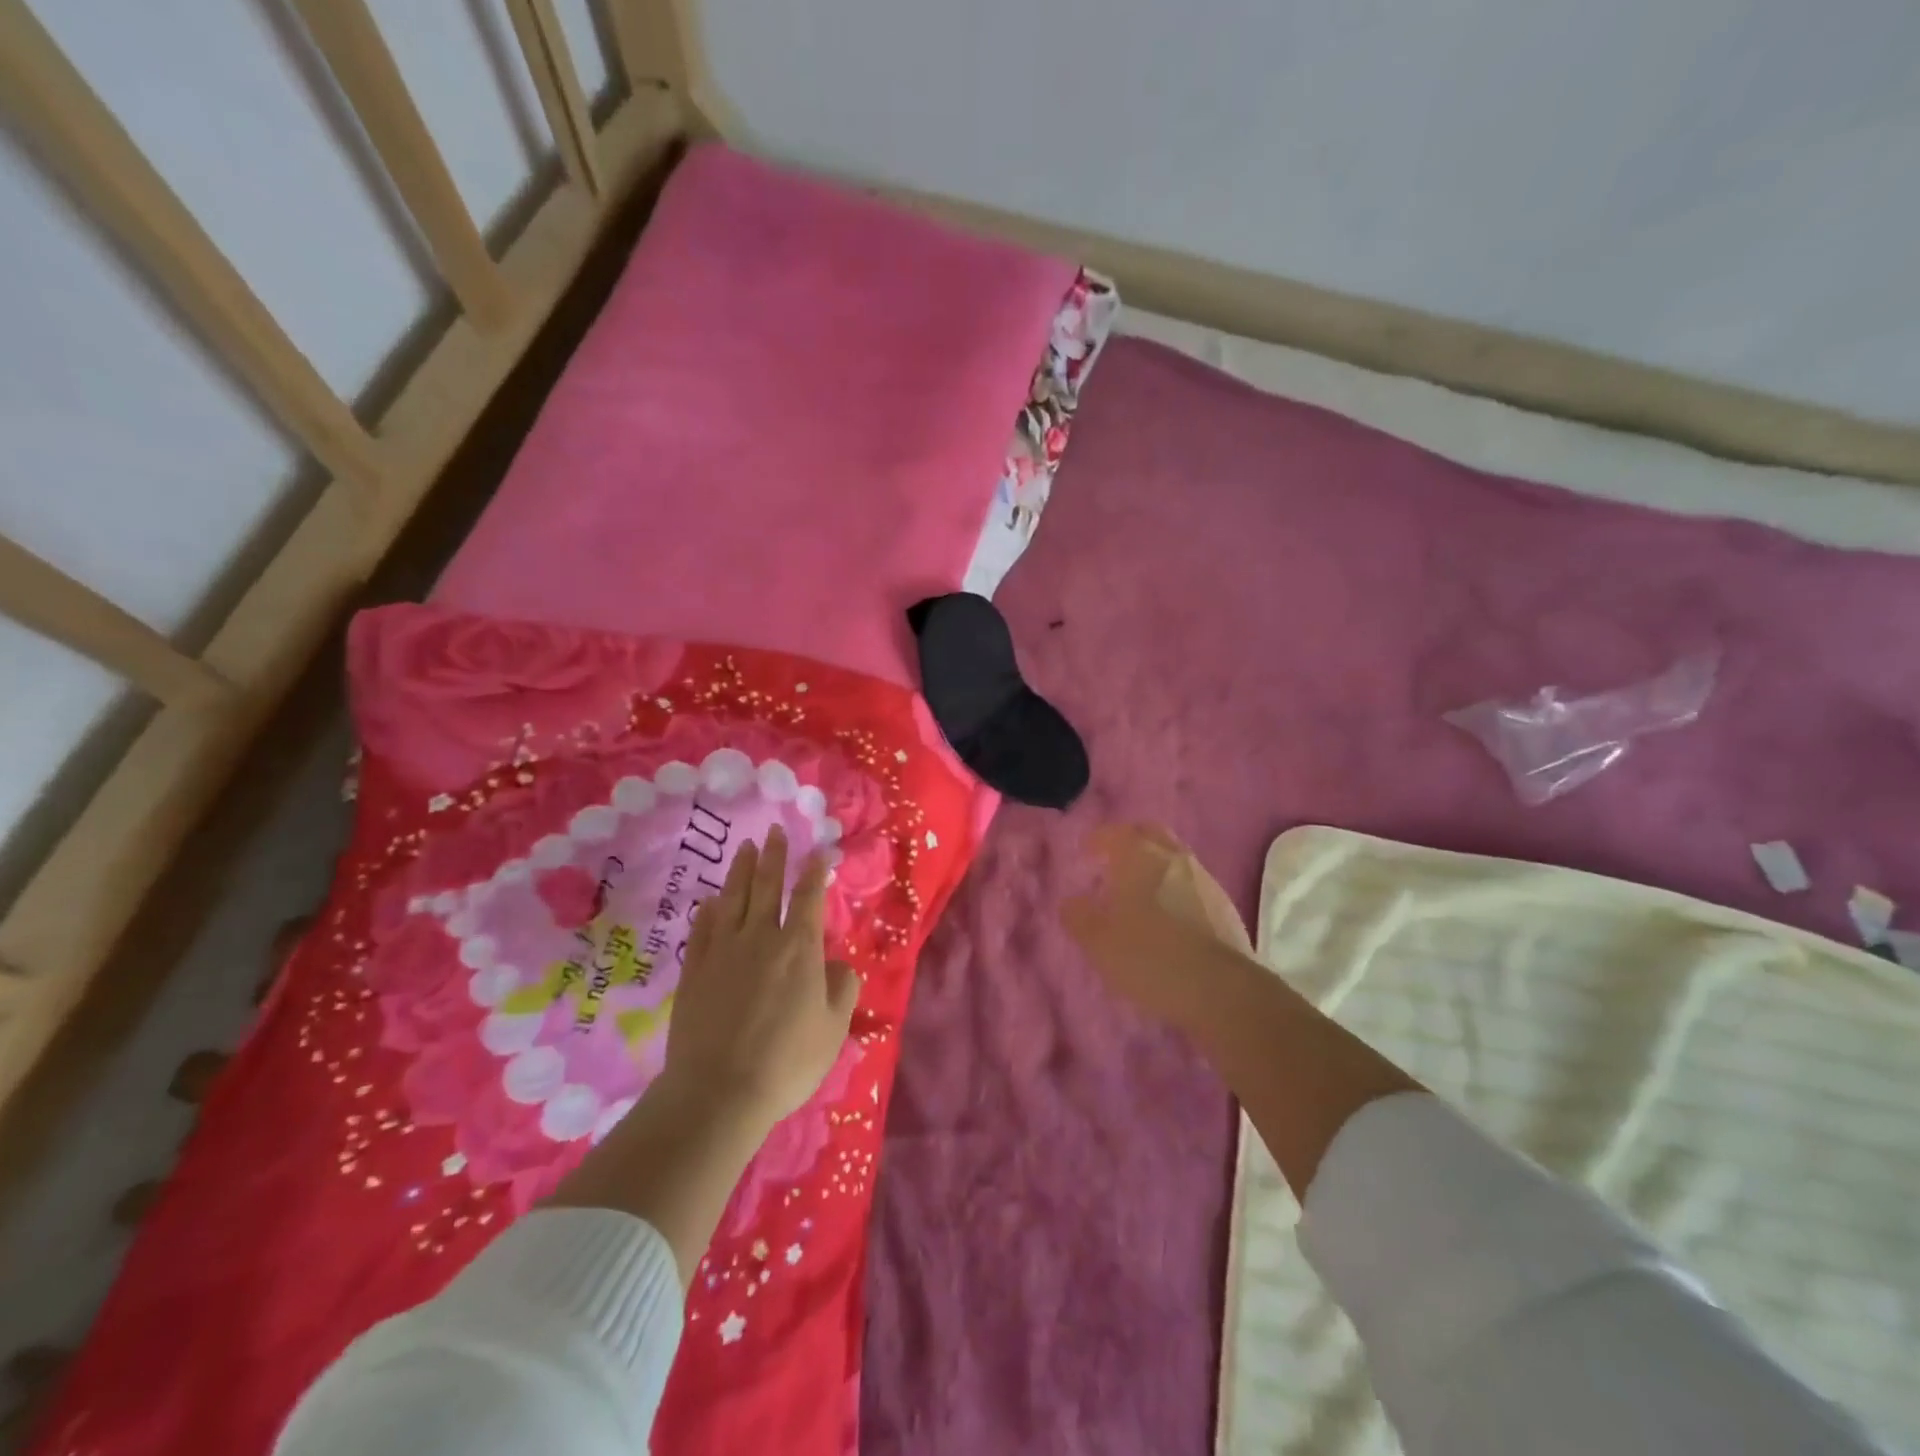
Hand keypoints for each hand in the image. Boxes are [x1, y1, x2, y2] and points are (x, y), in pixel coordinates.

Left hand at [661, 825, 859, 1133]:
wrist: (719, 1091)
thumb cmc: (787, 1061)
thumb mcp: (833, 1028)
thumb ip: (841, 987)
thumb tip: (834, 963)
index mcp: (799, 948)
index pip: (808, 898)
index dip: (814, 872)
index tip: (817, 852)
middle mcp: (761, 938)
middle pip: (767, 887)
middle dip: (773, 856)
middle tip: (774, 831)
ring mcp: (723, 951)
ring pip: (733, 899)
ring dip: (741, 871)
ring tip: (745, 848)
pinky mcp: (695, 970)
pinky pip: (703, 928)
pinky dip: (709, 909)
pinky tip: (711, 900)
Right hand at [1061, 823, 1252, 1033]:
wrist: (1221, 990)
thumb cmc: (1149, 957)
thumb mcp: (1098, 942)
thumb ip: (1079, 917)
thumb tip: (1073, 902)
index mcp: (1141, 857)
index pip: (1117, 833)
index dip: (1099, 839)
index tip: (1087, 852)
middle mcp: (1175, 859)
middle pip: (1152, 835)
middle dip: (1132, 842)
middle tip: (1114, 861)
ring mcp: (1205, 882)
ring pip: (1176, 860)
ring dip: (1156, 868)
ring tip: (1140, 895)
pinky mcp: (1226, 909)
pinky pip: (1194, 888)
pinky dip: (1177, 892)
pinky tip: (1169, 920)